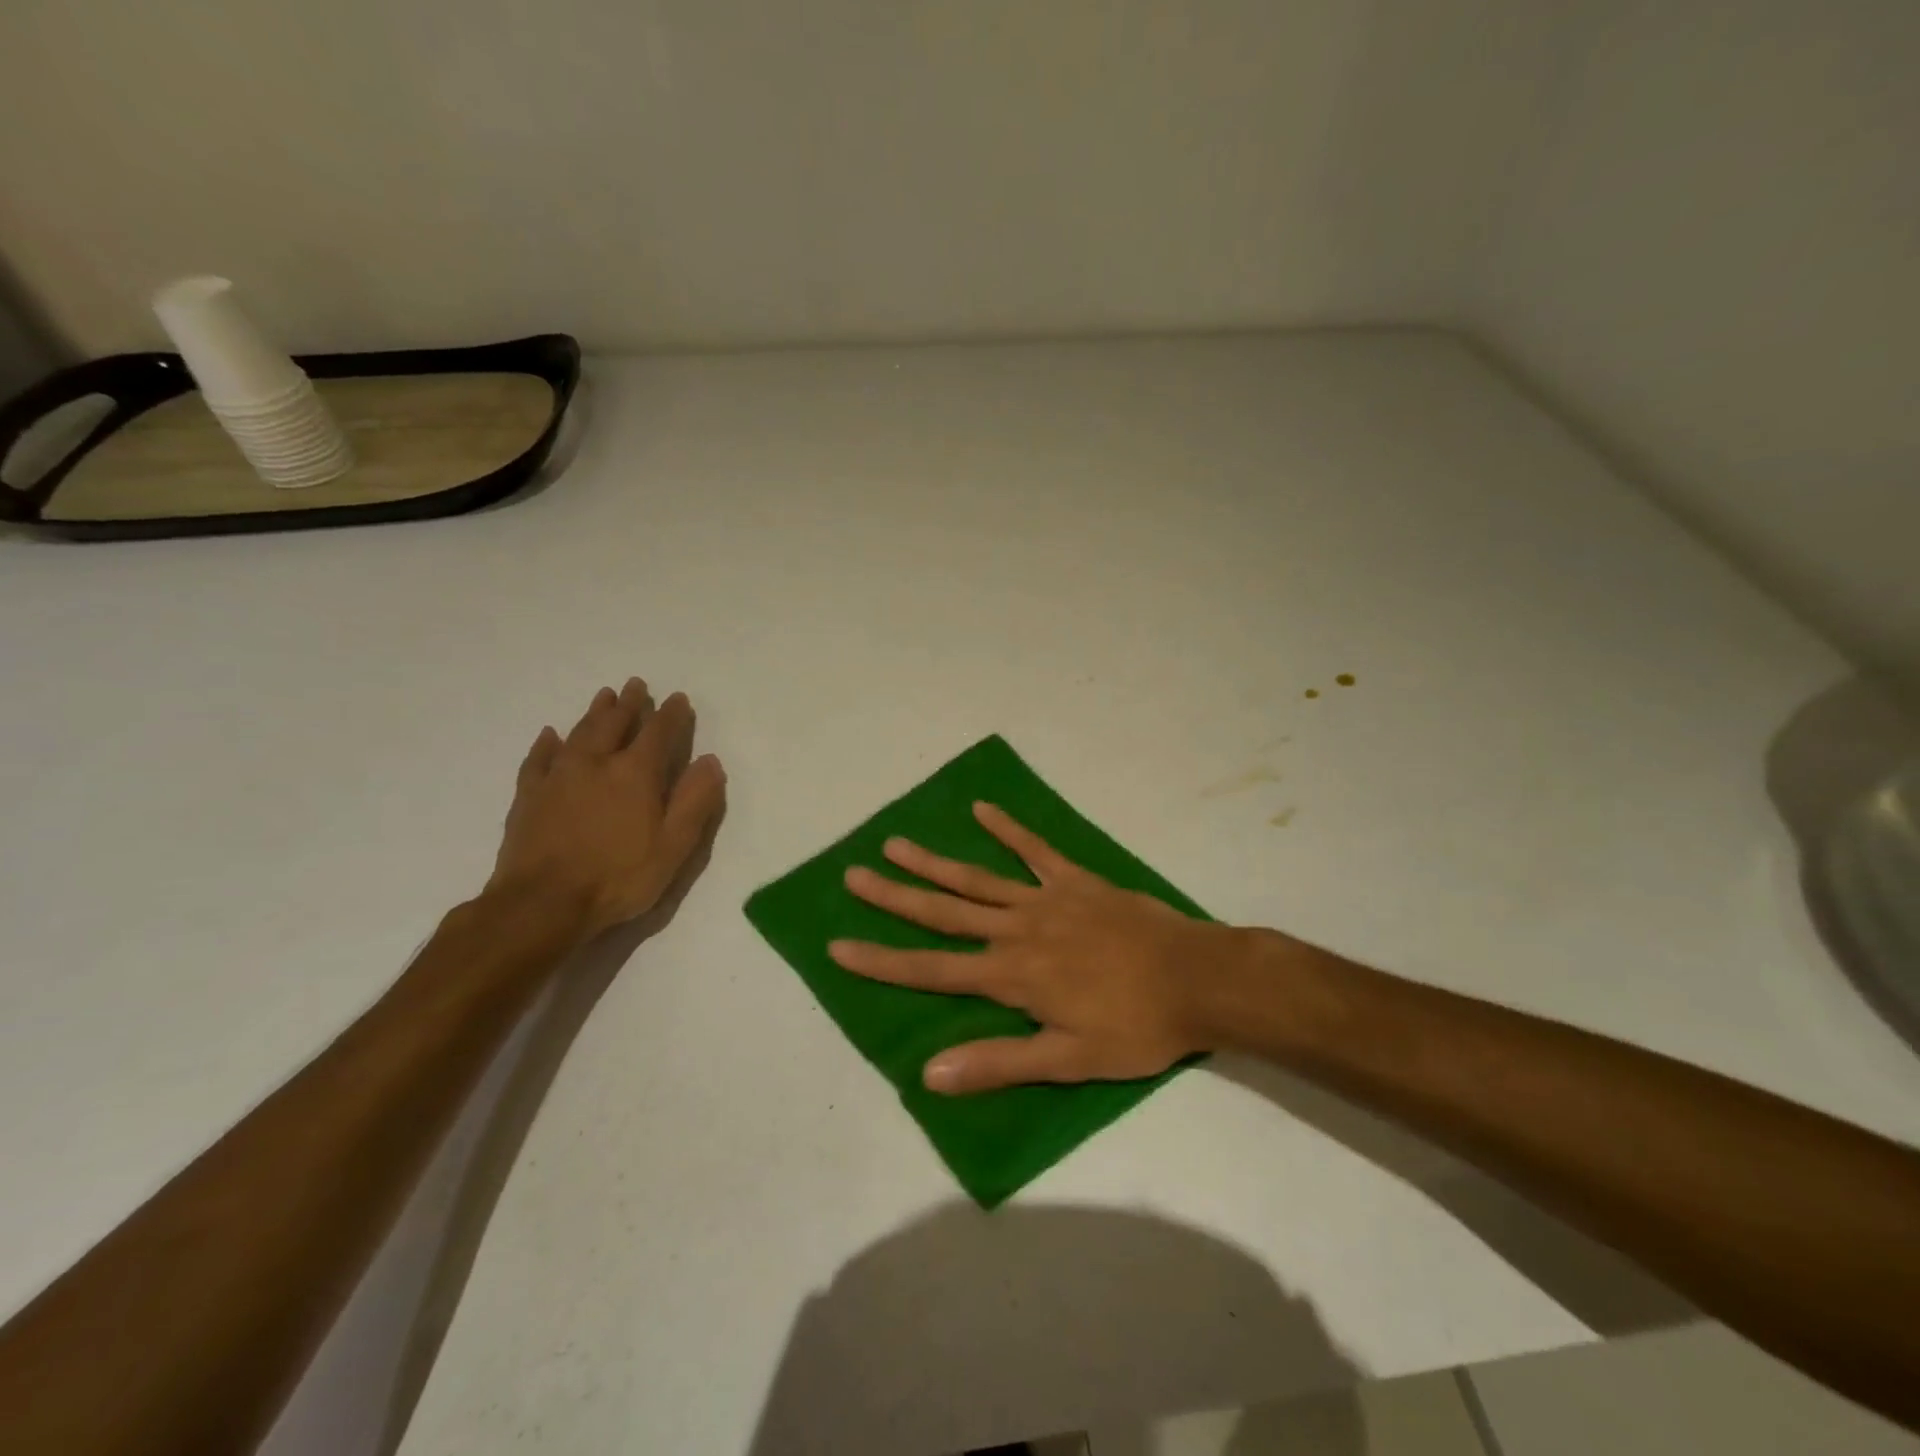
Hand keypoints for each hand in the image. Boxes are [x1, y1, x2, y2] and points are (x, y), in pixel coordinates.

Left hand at [487, 678, 725, 941]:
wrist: (541, 904)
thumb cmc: (618, 877)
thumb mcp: (674, 846)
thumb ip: (695, 801)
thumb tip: (710, 761)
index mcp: (635, 774)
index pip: (658, 733)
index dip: (671, 714)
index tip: (678, 698)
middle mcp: (596, 764)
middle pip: (615, 724)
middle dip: (629, 704)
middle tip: (636, 685)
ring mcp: (558, 777)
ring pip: (579, 733)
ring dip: (594, 712)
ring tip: (604, 695)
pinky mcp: (529, 796)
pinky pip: (539, 758)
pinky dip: (548, 743)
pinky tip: (551, 735)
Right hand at [829, 803, 1247, 1093]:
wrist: (1196, 978)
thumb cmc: (1135, 1027)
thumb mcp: (1068, 1060)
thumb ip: (999, 1062)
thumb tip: (930, 1073)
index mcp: (1011, 975)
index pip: (931, 969)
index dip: (881, 960)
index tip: (839, 946)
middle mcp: (1016, 930)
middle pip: (943, 912)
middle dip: (894, 896)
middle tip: (853, 875)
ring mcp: (1045, 899)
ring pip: (977, 878)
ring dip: (934, 862)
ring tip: (895, 842)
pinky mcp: (1075, 880)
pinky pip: (1034, 850)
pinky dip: (1008, 829)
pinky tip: (982, 809)